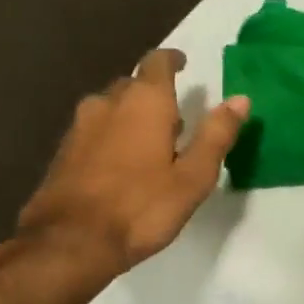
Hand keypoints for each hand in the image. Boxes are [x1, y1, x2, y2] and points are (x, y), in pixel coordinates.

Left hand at [0, 49, 248, 292]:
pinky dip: (110, 136)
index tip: (183, 64)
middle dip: (153, 93)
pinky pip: (93, 131)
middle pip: (132, 85)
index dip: (171, 60)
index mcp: (144, 102)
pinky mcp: (63, 152)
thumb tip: (240, 100)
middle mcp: (108, 103)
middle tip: (174, 117)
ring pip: (109, 108)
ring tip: (148, 142)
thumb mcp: (193, 177)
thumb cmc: (141, 208)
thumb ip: (216, 135)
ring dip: (129, 116)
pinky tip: (119, 164)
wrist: (70, 243)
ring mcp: (79, 127)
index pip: (157, 63)